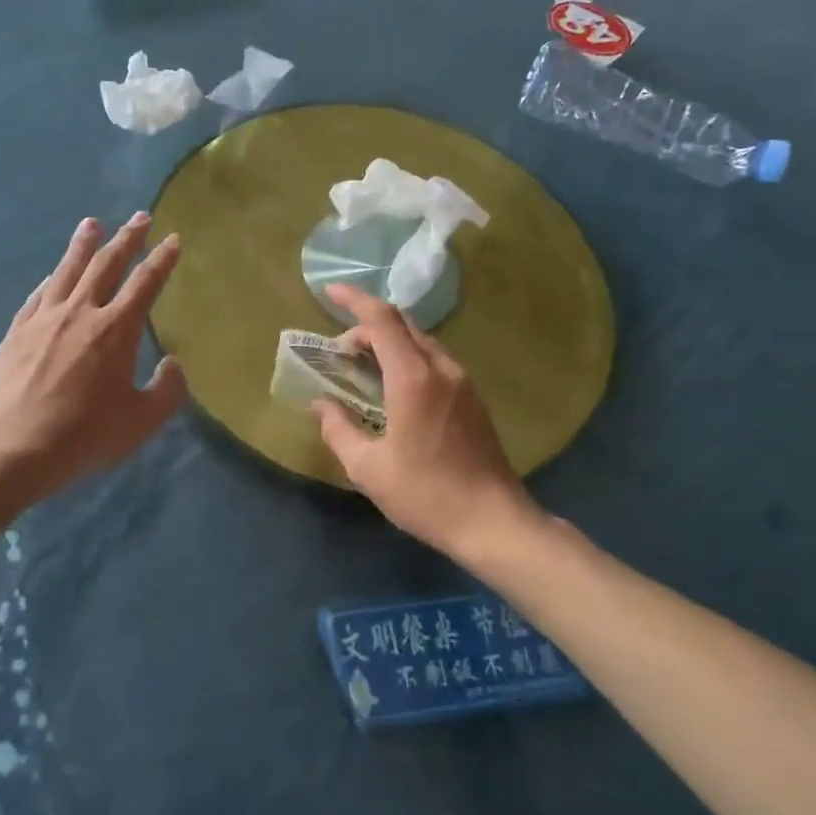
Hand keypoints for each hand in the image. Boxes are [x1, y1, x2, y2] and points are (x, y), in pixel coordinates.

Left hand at [0, 214, 185, 497]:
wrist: (16, 447)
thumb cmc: (87, 434)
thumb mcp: (142, 420)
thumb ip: (167, 390)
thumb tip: (172, 364)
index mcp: (117, 329)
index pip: (145, 283)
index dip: (162, 260)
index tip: (172, 239)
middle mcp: (81, 312)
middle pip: (106, 265)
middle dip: (126, 239)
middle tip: (139, 217)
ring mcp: (44, 319)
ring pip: (66, 271)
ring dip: (83, 245)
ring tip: (91, 223)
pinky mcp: (16, 333)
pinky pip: (37, 296)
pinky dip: (50, 280)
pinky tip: (51, 275)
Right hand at [314, 283, 535, 558]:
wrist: (494, 522)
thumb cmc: (426, 494)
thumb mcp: (368, 469)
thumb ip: (339, 429)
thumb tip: (321, 405)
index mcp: (413, 378)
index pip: (381, 320)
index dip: (353, 299)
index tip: (329, 292)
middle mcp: (441, 369)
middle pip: (402, 325)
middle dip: (366, 326)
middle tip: (339, 351)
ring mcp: (462, 381)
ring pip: (421, 341)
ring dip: (389, 342)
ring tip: (363, 368)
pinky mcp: (473, 398)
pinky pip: (434, 360)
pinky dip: (408, 358)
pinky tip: (394, 388)